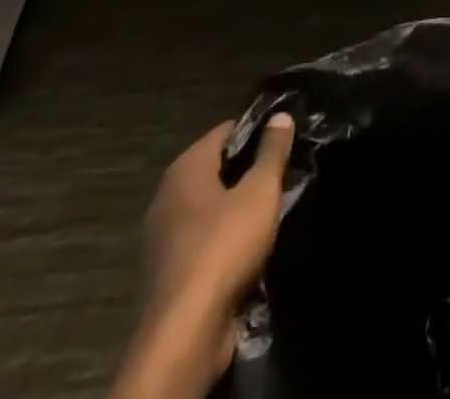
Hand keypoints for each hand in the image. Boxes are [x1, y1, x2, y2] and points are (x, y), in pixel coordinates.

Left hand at [146, 114, 294, 315]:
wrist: (185, 333)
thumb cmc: (224, 246)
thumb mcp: (260, 192)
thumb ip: (272, 151)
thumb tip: (280, 115)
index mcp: (186, 167)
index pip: (226, 131)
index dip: (257, 131)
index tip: (284, 139)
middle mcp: (168, 194)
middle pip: (217, 168)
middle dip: (248, 169)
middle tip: (283, 173)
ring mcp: (164, 235)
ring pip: (210, 205)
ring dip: (237, 206)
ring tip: (271, 208)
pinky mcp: (169, 270)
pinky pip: (203, 238)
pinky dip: (224, 236)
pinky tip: (249, 244)